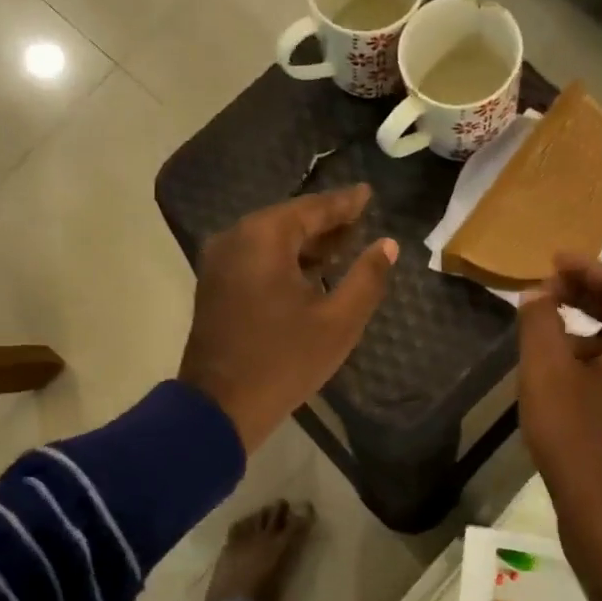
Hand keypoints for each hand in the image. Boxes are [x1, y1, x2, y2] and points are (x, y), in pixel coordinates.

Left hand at [179, 186, 397, 451]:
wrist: (221, 407)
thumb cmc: (285, 361)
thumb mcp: (338, 322)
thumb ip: (367, 278)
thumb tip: (387, 245)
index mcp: (263, 237)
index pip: (313, 209)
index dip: (345, 203)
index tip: (368, 194)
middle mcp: (235, 239)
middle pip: (288, 220)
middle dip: (325, 222)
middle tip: (359, 220)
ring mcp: (219, 263)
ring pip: (270, 240)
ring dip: (306, 243)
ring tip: (342, 246)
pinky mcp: (214, 286)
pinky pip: (256, 259)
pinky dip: (284, 260)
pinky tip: (310, 273)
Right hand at [517, 257, 601, 600]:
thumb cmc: (580, 440)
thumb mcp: (547, 374)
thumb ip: (540, 324)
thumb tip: (539, 294)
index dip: (585, 267)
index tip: (552, 259)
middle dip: (587, 293)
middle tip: (546, 287)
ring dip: (589, 326)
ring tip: (548, 326)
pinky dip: (596, 357)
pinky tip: (564, 372)